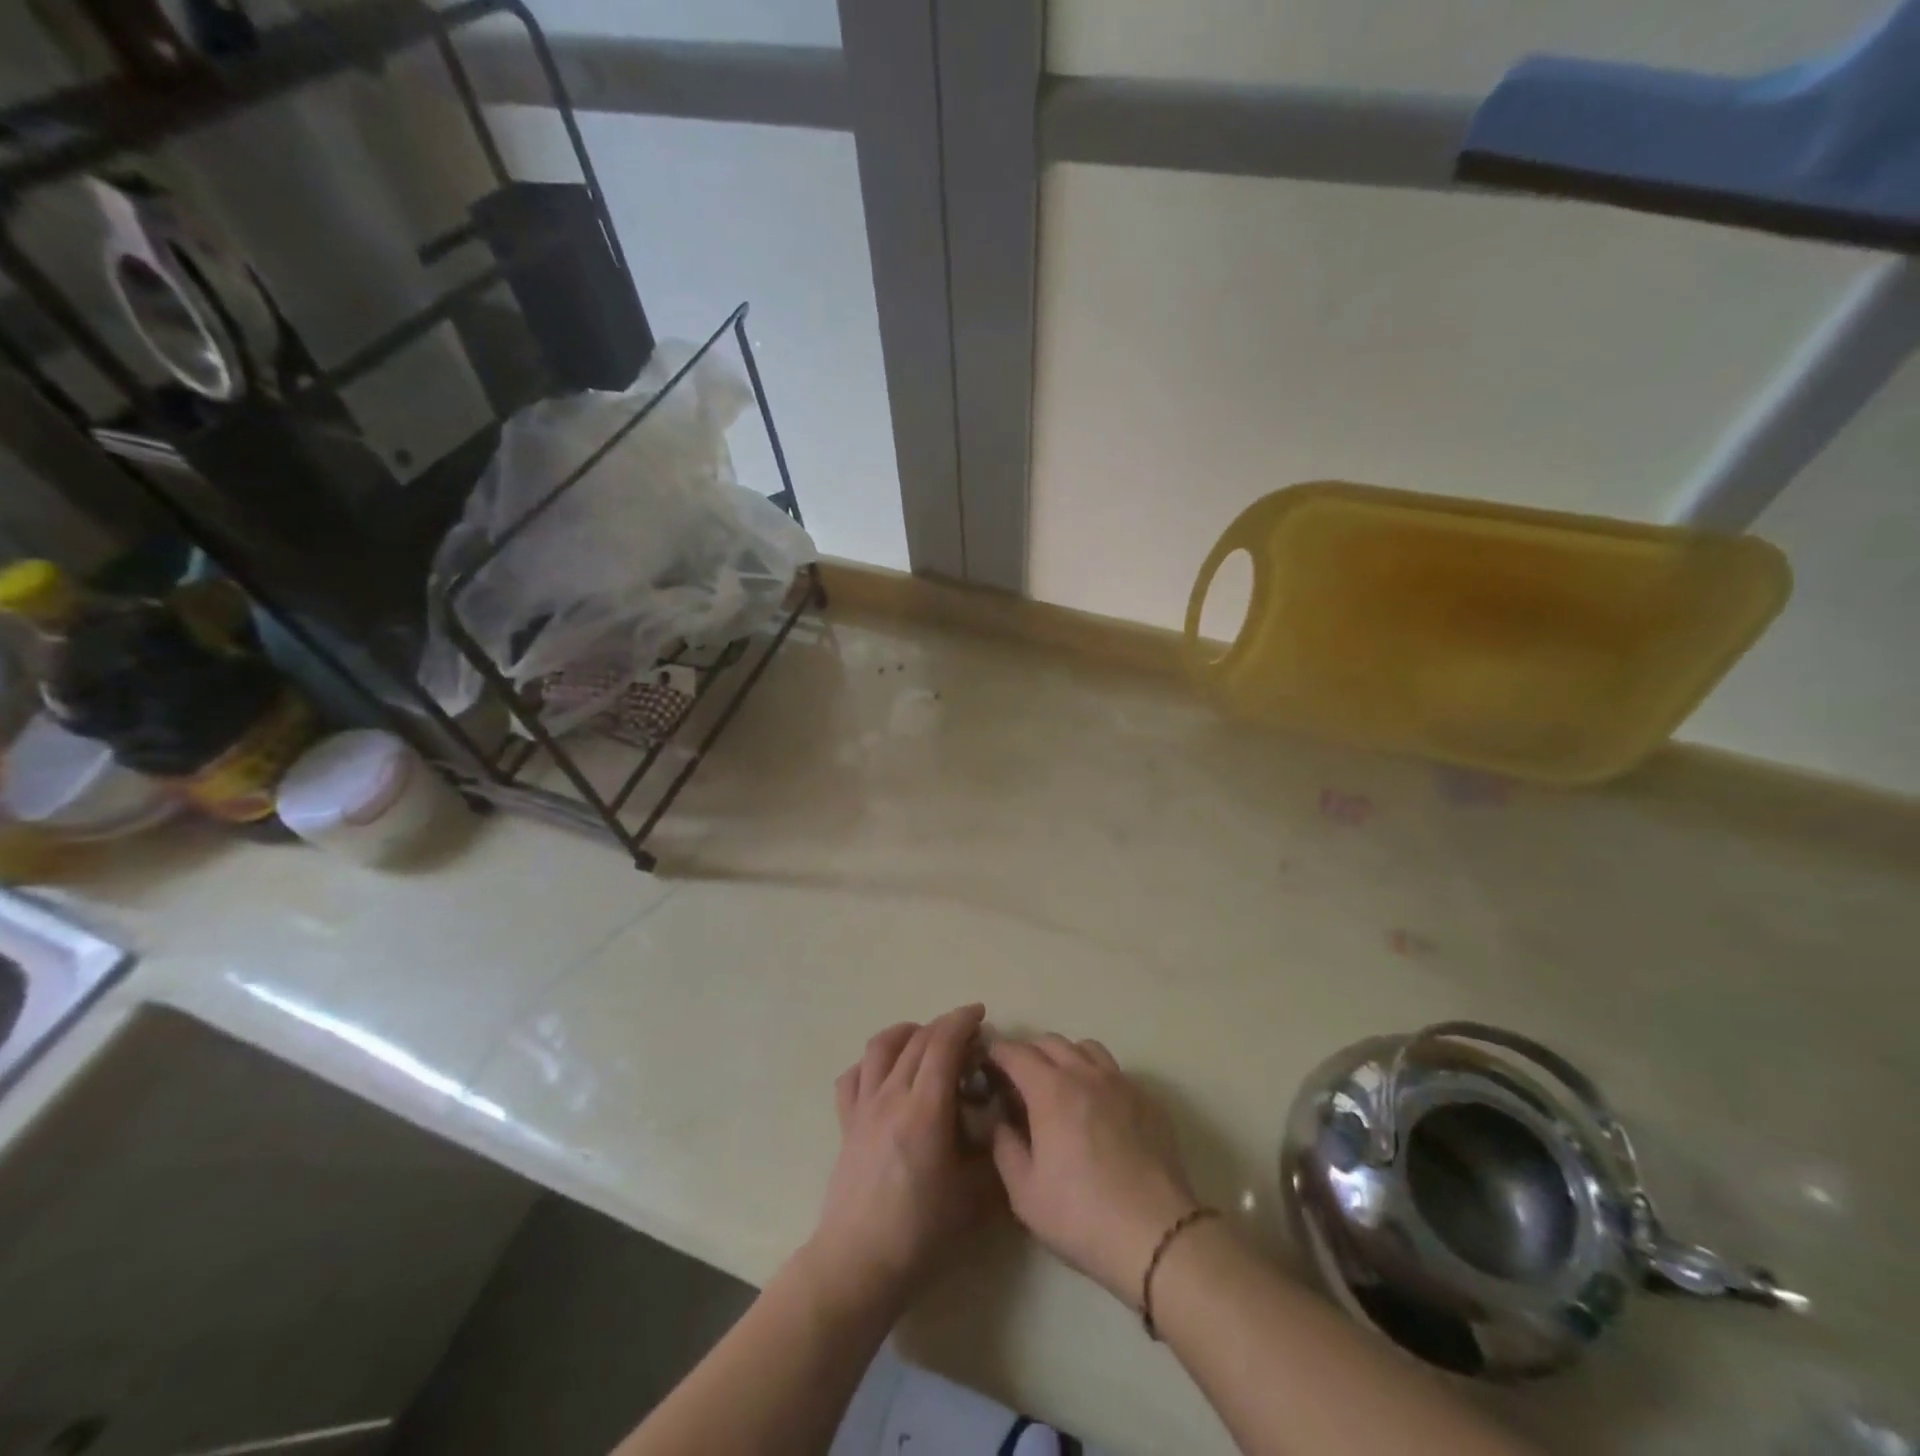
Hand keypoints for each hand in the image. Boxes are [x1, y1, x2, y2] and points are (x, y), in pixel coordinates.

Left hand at [804, 1004, 1001, 1315]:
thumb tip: (1004, 1124)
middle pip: (917, 1040)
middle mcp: (891, 1096)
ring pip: (881, 1047)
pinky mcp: (846, 1124)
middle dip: (944, 1026)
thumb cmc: (921, 1234)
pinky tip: (886, 1073)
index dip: (962, 1021)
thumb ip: (994, 1154)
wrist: (858, 1265)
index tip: (981, 1014)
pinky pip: (854, 1076)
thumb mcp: (974, 1198)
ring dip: (907, 1033)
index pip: (943, 1044)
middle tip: (967, 1035)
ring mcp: (863, 1107)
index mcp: (925, 1109)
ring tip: (925, 1039)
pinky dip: (872, 1063)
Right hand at [988, 1034, 1198, 1302]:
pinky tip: (1097, 1107)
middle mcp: (1085, 1073)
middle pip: (1051, 1041)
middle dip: (1029, 1052)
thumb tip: (1001, 1121)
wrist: (1156, 1235)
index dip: (997, 1052)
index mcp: (1050, 1089)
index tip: (986, 1062)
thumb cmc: (1081, 1215)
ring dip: (1066, 1056)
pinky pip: (1115, 1072)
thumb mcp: (1024, 1192)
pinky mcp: (1148, 1100)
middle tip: (1019, 1078)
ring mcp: (1121, 1083)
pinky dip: (1097, 1077)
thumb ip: (1004, 1147)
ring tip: (1060, 1085)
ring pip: (1087, 1048)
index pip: (1016, 1052)